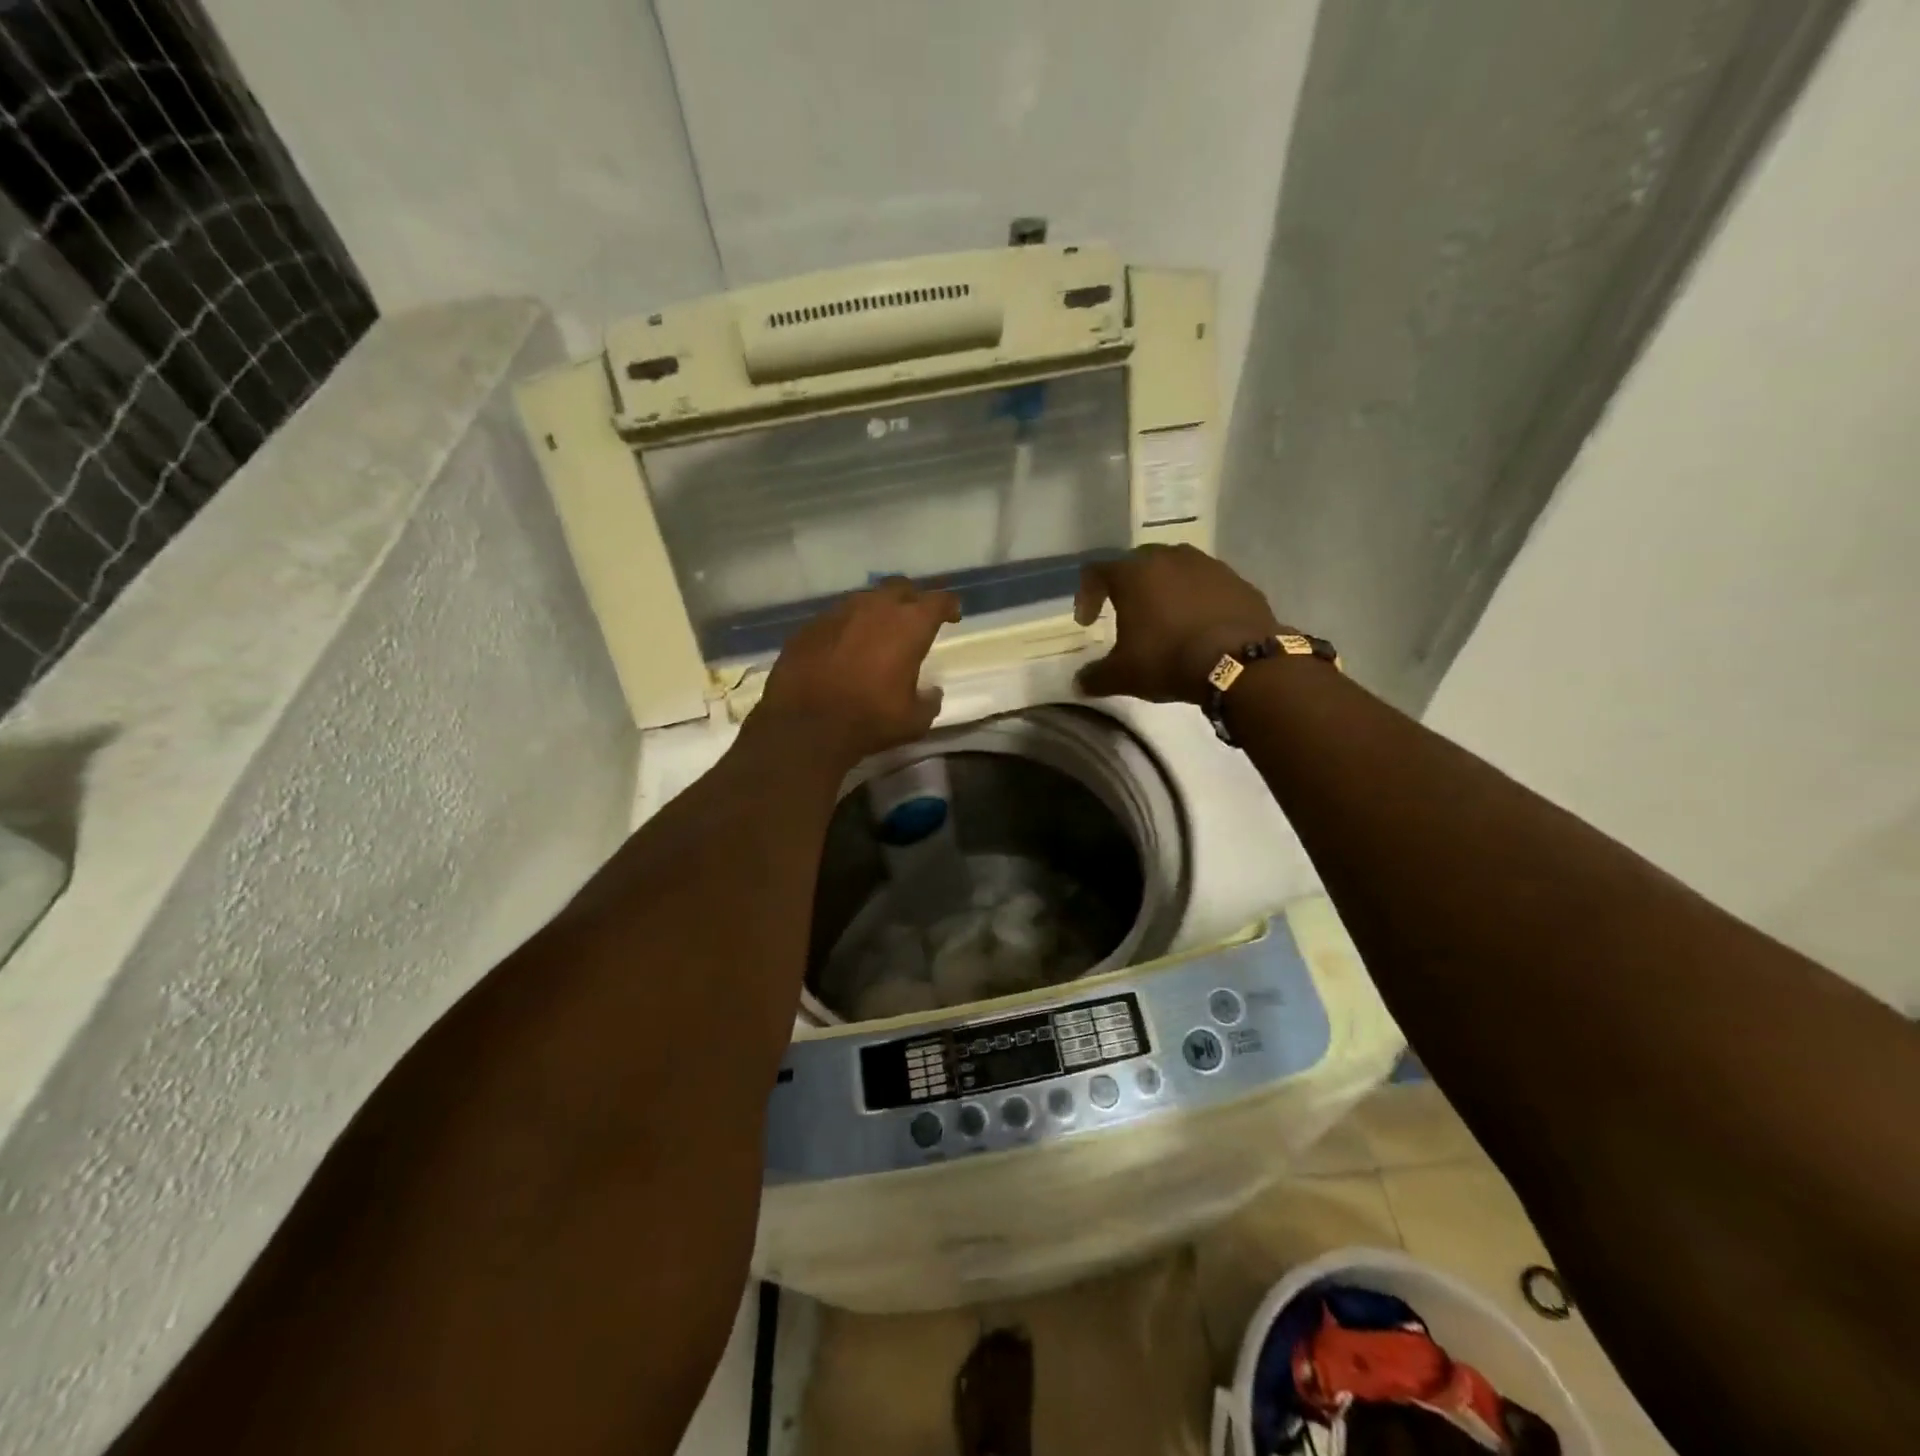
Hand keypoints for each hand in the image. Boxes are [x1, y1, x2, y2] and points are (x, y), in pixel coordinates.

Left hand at [751, 578, 962, 762]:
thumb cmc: (869, 720)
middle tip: (915, 618)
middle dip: (912, 599)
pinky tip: (844, 647)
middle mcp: (875, 607)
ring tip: (878, 632)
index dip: (948, 606)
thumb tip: (932, 692)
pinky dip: (847, 627)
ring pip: (866, 598)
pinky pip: (837, 617)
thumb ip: (929, 701)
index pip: (938, 601)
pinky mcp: (810, 625)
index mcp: (909, 625)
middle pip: (901, 588)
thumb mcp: (914, 721)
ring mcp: (839, 612)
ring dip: (877, 610)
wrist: (804, 725)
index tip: (952, 615)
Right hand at [1073, 544, 1281, 704]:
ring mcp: (1208, 565)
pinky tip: (1199, 625)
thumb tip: (1079, 683)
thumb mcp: (1123, 676)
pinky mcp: (1238, 580)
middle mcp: (1168, 558)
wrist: (1241, 662)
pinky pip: (1207, 584)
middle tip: (1125, 613)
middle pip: (1137, 563)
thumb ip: (1095, 677)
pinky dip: (1197, 599)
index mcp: (1133, 574)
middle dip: (1127, 587)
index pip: (1097, 572)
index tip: (1088, 622)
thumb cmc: (1169, 659)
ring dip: (1164, 589)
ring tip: (1165, 618)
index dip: (1086, 595)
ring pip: (1175, 569)